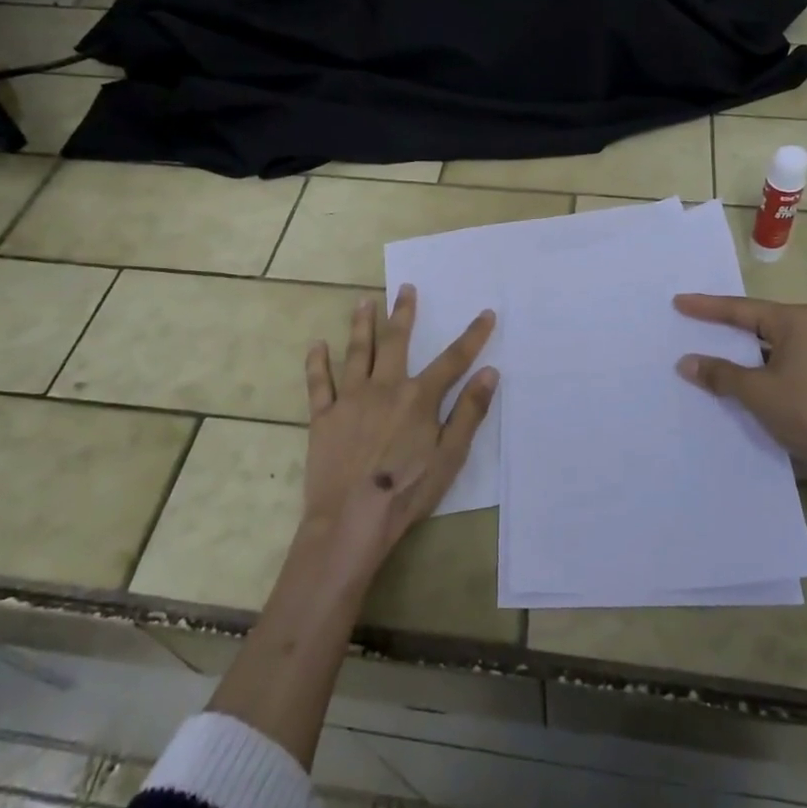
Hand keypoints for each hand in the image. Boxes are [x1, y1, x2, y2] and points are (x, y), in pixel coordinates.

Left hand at [299, 285, 497, 579]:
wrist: (351, 519)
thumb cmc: (407, 491)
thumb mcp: (450, 456)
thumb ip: (470, 412)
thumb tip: (489, 372)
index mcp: (419, 398)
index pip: (453, 360)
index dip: (473, 336)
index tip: (486, 313)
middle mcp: (384, 387)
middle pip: (397, 342)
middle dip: (404, 313)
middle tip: (406, 288)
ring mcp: (350, 399)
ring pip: (357, 352)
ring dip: (361, 325)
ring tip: (363, 301)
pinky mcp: (323, 417)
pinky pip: (318, 383)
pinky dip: (317, 363)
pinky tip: (316, 344)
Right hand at [673, 294, 806, 494]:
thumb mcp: (757, 392)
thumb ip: (720, 373)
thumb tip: (686, 362)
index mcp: (797, 320)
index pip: (741, 309)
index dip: (706, 308)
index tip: (678, 302)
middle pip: (757, 321)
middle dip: (724, 326)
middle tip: (691, 321)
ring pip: (770, 344)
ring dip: (741, 350)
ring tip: (709, 349)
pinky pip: (782, 360)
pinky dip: (759, 365)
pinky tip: (740, 377)